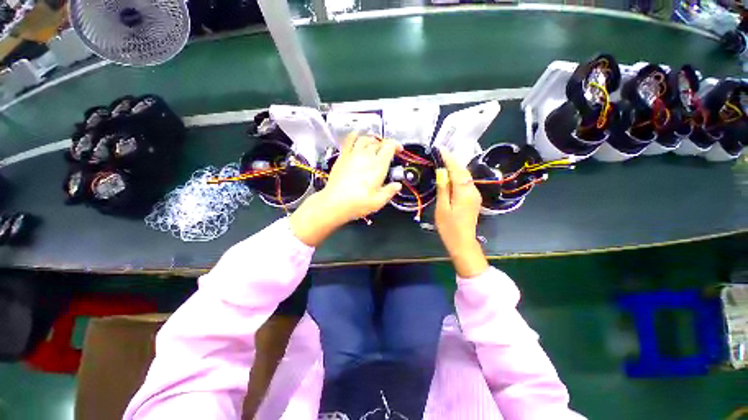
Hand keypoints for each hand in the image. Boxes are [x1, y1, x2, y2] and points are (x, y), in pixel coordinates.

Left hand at [290, 133, 401, 245]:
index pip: (389, 147)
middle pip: (378, 143)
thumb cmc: (357, 203)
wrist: (334, 203)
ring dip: (373, 139)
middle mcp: (366, 157)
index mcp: (378, 166)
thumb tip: (397, 185)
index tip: (398, 149)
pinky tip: (357, 134)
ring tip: (376, 144)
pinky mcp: (343, 157)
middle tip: (387, 152)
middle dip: (385, 145)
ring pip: (365, 139)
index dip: (396, 145)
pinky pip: (349, 140)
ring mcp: (353, 155)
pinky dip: (355, 135)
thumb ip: (390, 191)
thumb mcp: (378, 201)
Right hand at [434, 147, 488, 278]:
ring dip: (456, 168)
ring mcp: (475, 195)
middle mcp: (473, 190)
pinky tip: (451, 175)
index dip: (449, 159)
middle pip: (463, 171)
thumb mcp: (442, 208)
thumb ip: (443, 189)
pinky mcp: (474, 199)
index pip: (457, 170)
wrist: (463, 242)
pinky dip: (458, 176)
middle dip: (453, 161)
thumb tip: (442, 172)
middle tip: (441, 153)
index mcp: (464, 192)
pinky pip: (466, 183)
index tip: (441, 149)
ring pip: (465, 177)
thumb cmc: (449, 227)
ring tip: (444, 161)